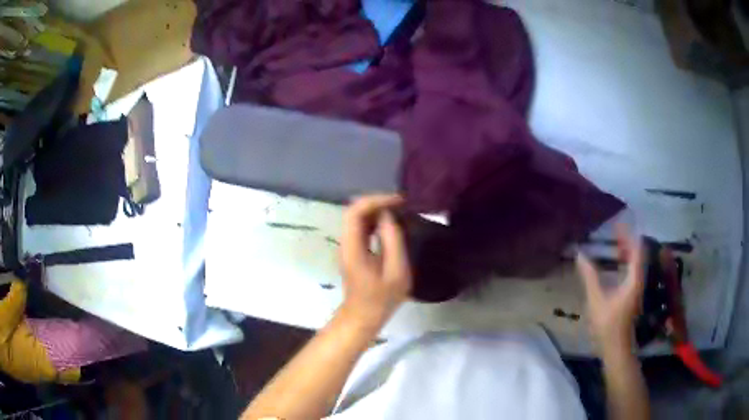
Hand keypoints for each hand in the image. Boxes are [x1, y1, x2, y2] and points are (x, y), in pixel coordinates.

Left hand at [339, 194, 411, 331]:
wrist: (363, 316)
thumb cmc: (381, 298)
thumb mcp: (396, 272)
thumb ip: (393, 241)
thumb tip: (388, 216)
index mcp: (353, 247)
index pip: (355, 212)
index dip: (375, 200)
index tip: (398, 201)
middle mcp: (346, 243)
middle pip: (354, 211)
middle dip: (376, 202)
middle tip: (400, 204)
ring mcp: (348, 246)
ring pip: (356, 218)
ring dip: (376, 210)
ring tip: (398, 210)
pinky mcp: (353, 251)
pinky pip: (361, 228)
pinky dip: (375, 220)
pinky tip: (390, 223)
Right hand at [576, 225, 644, 354]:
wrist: (617, 349)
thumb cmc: (608, 325)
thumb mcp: (596, 299)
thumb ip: (590, 276)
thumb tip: (580, 254)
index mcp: (634, 278)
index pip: (637, 248)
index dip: (629, 234)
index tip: (617, 223)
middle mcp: (639, 280)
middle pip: (637, 254)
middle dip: (627, 241)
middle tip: (614, 231)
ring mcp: (637, 289)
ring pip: (635, 264)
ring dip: (626, 252)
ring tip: (614, 244)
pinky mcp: (633, 296)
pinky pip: (632, 272)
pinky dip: (625, 263)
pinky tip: (615, 265)